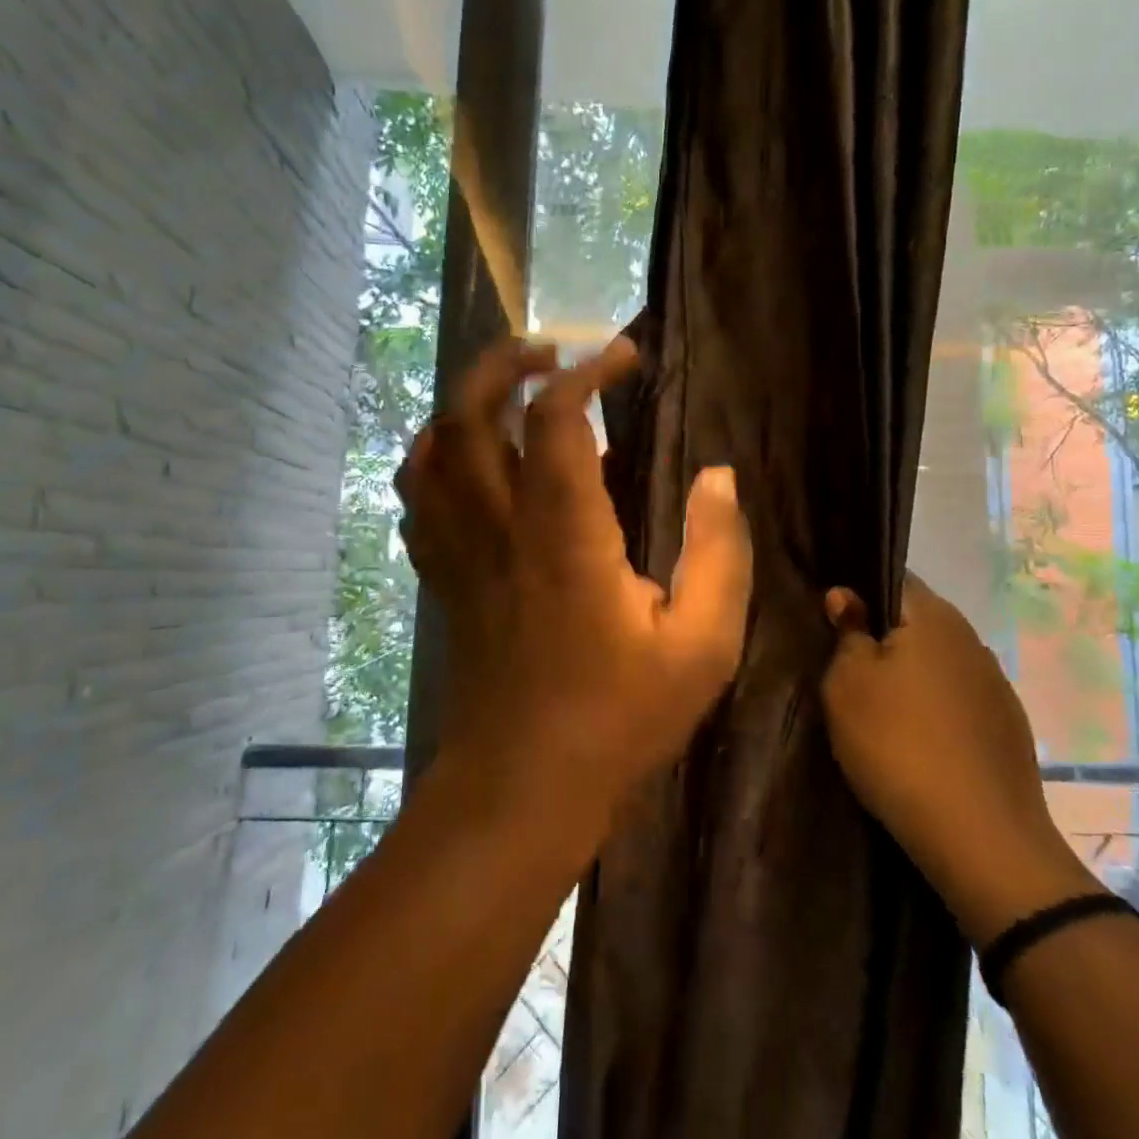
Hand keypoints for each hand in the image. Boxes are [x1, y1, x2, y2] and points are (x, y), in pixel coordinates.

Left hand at [397, 336, 753, 845]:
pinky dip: (435, 460)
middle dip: (503, 364)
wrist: (521, 788)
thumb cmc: (618, 718)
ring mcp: (460, 552)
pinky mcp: (445, 579)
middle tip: (548, 350)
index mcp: (563, 534)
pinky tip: (467, 461)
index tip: (624, 357)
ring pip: (432, 450)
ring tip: (507, 393)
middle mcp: (498, 526)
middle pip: (469, 414)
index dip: (588, 371)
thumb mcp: (702, 646)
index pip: (557, 417)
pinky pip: (418, 499)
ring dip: (464, 404)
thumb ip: (719, 553)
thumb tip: (719, 477)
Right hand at [822, 575, 1101, 944]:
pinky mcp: (1008, 725)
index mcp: (933, 616)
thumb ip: (847, 632)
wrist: (981, 838)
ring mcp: (995, 682)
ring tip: (881, 710)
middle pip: (916, 621)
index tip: (834, 621)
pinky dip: (935, 708)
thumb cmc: (898, 745)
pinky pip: (958, 698)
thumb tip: (846, 596)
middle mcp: (970, 638)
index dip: (859, 592)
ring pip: (938, 661)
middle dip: (882, 638)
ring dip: (910, 675)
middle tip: (848, 671)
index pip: (892, 578)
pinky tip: (919, 741)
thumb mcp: (848, 685)